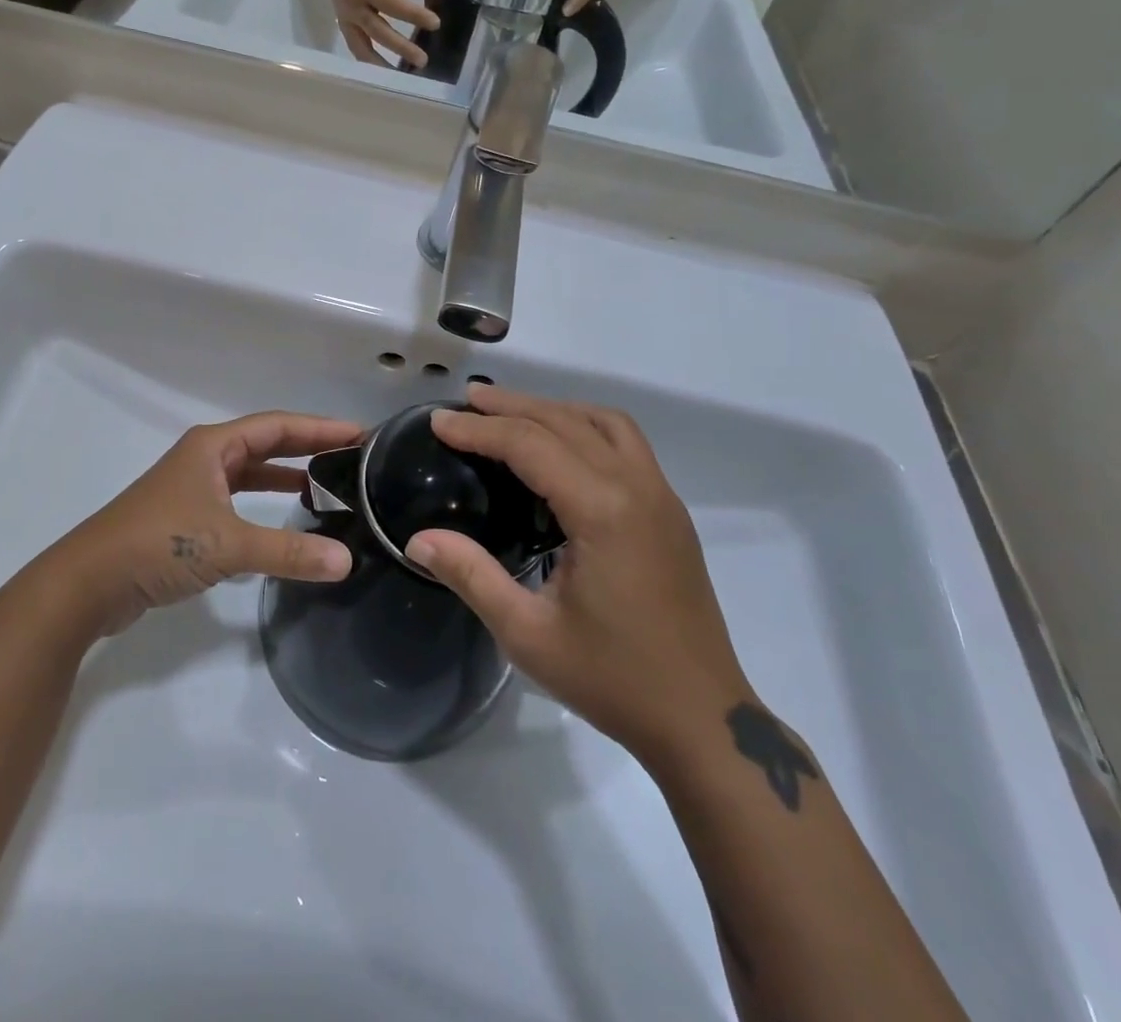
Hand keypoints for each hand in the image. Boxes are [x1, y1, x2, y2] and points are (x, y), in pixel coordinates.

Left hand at [46, 412, 360, 639]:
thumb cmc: (159, 544)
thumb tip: (346, 561)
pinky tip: (285, 525)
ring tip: (329, 487)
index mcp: (214, 446)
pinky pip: (238, 502)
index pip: (279, 426)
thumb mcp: (228, 544)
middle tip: (352, 457)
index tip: (361, 433)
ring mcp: (194, 488)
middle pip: (267, 444)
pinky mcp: (186, 519)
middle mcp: (205, 459)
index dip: (320, 428)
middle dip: (308, 447)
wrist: (89, 582)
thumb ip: (288, 552)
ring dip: (286, 478)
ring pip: (251, 474)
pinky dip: (265, 507)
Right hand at [317, 0, 438, 66]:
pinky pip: (356, 47)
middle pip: (379, 32)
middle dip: (401, 47)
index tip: (436, 23)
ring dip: (381, 64)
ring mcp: (347, 19)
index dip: (414, 15)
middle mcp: (354, 7)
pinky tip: (384, 73)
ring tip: (401, 77)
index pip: (393, 5)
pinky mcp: (343, 26)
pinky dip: (369, 61)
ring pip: (362, 48)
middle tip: (422, 60)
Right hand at [403, 385, 750, 763]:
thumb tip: (418, 539)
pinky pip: (626, 443)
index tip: (438, 421)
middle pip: (566, 421)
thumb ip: (471, 576)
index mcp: (602, 511)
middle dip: (512, 405)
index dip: (479, 429)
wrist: (702, 719)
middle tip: (466, 401)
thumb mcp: (527, 634)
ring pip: (603, 423)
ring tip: (510, 412)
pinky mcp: (670, 512)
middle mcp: (637, 487)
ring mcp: (661, 497)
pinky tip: (562, 447)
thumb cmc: (612, 679)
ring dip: (554, 409)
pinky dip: (585, 426)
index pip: (530, 445)